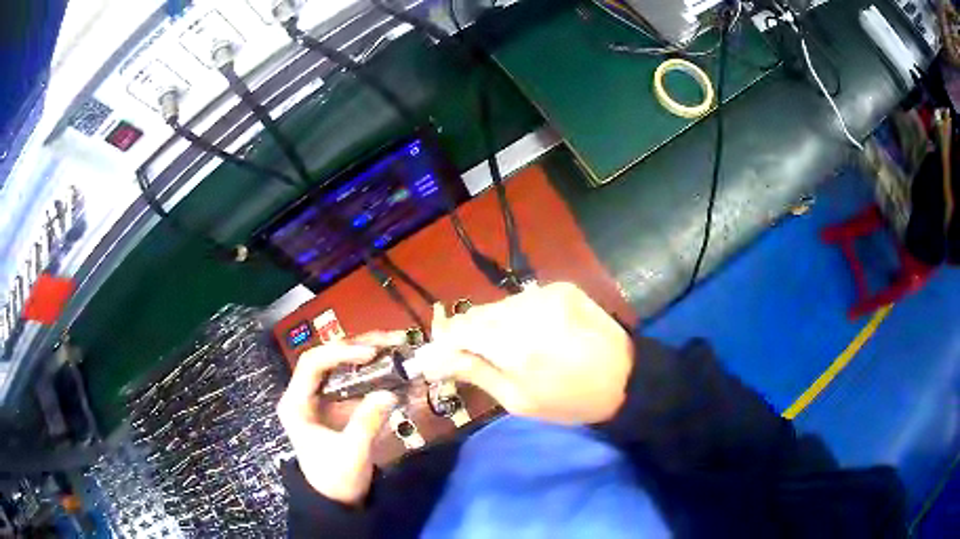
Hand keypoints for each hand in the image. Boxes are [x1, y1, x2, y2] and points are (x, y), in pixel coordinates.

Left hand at [276, 333, 402, 505]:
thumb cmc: (336, 478)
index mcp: (296, 403)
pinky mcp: (337, 404)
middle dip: (359, 346)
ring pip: (341, 364)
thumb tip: (389, 393)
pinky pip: (353, 378)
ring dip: (368, 352)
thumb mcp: (351, 454)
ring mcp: (321, 397)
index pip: (312, 363)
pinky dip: (374, 369)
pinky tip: (393, 364)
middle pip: (328, 357)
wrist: (336, 500)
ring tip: (396, 345)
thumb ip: (366, 423)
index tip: (370, 355)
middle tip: (391, 341)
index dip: (340, 353)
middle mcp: (305, 393)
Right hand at [422, 282, 633, 424]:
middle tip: (470, 358)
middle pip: (477, 314)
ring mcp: (547, 293)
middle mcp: (529, 309)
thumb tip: (435, 361)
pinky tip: (530, 334)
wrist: (628, 378)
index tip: (437, 359)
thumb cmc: (572, 401)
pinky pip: (522, 300)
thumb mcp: (519, 401)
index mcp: (517, 345)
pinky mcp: (562, 287)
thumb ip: (476, 373)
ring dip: (492, 326)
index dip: (444, 343)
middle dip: (466, 335)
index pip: (460, 330)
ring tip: (506, 350)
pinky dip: (516, 316)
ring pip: (499, 306)